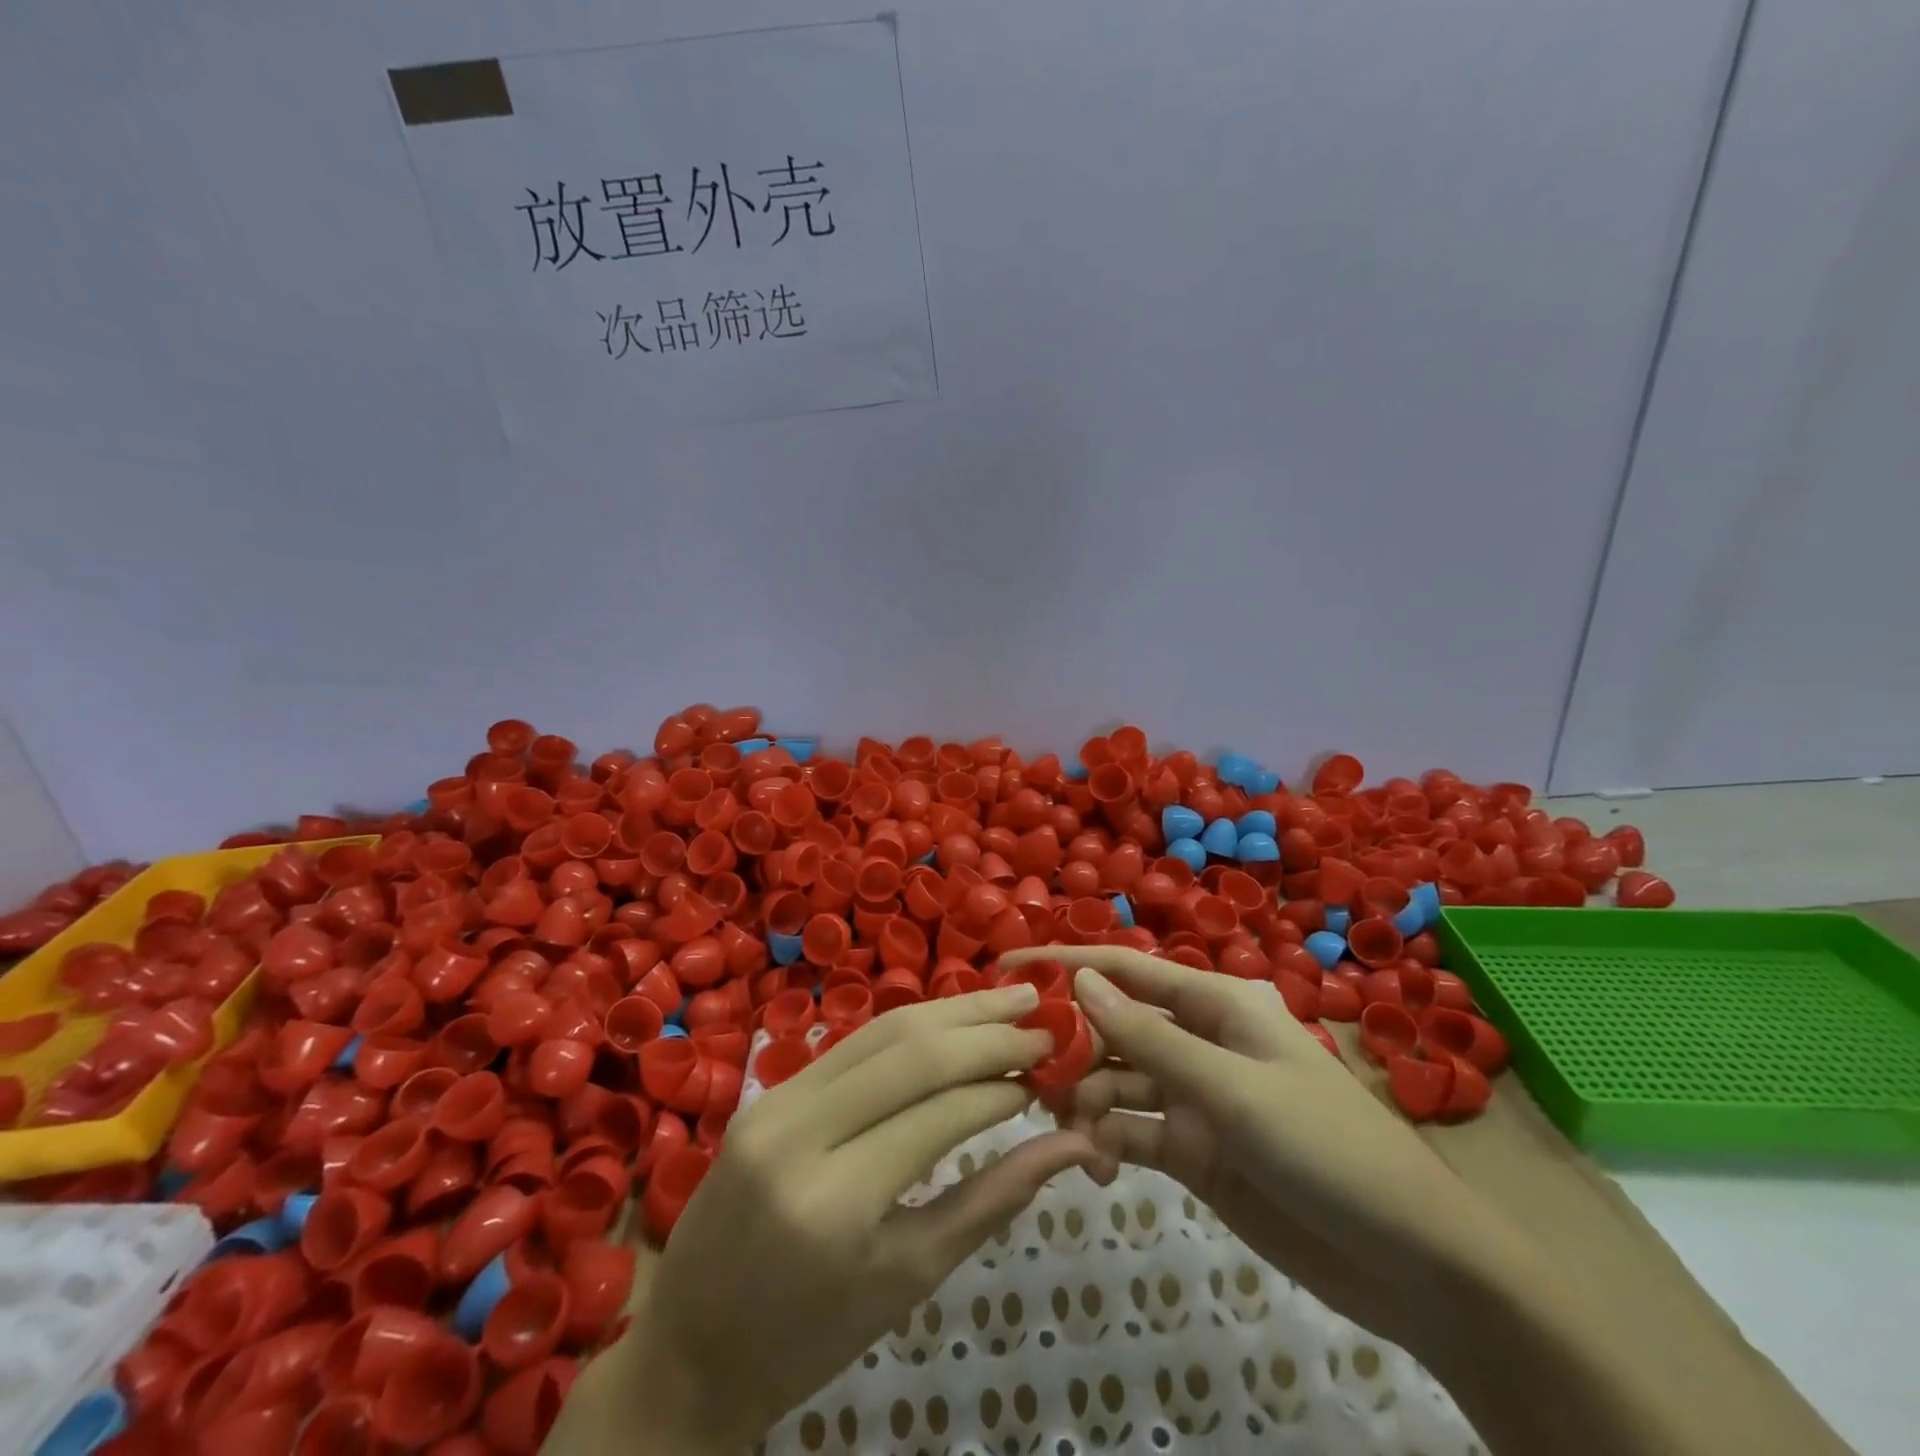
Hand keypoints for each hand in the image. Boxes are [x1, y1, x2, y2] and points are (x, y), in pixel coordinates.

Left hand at [604, 984, 1096, 1454]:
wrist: (694, 1345)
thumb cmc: (812, 1335)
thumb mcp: (911, 1276)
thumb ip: (994, 1200)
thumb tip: (1073, 1146)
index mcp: (836, 1205)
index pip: (941, 1113)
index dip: (1004, 1083)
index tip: (1052, 1069)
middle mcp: (799, 1135)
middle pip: (911, 1052)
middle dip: (986, 1029)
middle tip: (1043, 1017)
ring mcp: (774, 1104)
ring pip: (881, 1032)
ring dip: (952, 1010)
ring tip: (1010, 998)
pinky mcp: (765, 1091)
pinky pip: (852, 1045)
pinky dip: (910, 1028)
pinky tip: (951, 1020)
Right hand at [1005, 947, 1858, 1455]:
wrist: (1413, 1263)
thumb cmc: (1326, 1148)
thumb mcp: (1232, 1090)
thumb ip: (1151, 1039)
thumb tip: (1080, 979)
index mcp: (1215, 1003)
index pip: (1124, 968)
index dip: (1064, 960)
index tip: (1004, 962)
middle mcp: (1198, 1040)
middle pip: (1113, 1026)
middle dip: (1069, 1043)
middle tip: (1023, 1075)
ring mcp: (1193, 1096)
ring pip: (1115, 1080)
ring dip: (1085, 1099)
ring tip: (1065, 1130)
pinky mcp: (1192, 1149)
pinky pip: (1131, 1130)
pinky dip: (1107, 1141)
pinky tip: (1097, 1163)